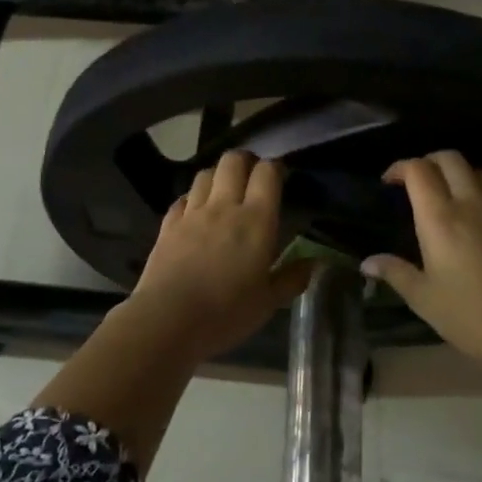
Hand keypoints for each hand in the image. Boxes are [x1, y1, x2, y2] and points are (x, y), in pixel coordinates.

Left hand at [121, 151, 313, 362]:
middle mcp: (224, 206)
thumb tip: (314, 262)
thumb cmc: (226, 313)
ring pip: (205, 174)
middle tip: (253, 177)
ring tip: (224, 190)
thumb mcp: (268, 302)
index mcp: (256, 220)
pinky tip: (196, 211)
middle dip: (246, 161)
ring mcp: (192, 213)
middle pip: (233, 161)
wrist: (167, 320)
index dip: (276, 168)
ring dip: (217, 175)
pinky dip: (192, 198)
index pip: (267, 173)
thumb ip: (292, 278)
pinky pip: (182, 198)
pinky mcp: (168, 225)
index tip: (281, 178)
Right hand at [363, 151, 481, 372]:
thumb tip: (367, 263)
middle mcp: (470, 206)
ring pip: (477, 172)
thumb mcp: (423, 298)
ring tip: (442, 194)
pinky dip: (478, 193)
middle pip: (451, 159)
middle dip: (428, 160)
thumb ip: (394, 272)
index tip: (387, 182)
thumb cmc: (469, 315)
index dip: (400, 167)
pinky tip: (471, 219)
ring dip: (456, 172)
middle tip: (413, 182)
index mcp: (440, 218)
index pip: (419, 170)